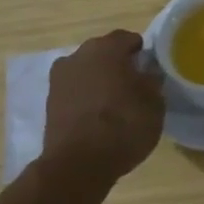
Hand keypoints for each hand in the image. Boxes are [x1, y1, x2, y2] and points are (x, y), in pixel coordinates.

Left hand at [42, 31, 164, 185]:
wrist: (77, 165)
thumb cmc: (123, 126)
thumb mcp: (154, 103)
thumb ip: (152, 81)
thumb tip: (147, 73)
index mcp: (107, 48)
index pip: (129, 38)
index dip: (142, 52)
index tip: (150, 70)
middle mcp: (79, 55)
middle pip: (104, 52)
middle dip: (118, 64)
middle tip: (135, 85)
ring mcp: (59, 79)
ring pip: (87, 71)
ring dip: (99, 80)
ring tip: (115, 102)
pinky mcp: (49, 102)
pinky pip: (75, 90)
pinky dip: (86, 97)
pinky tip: (98, 115)